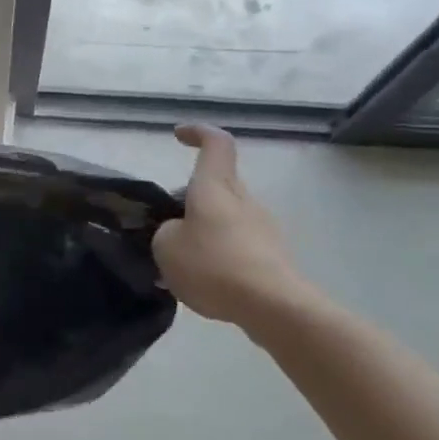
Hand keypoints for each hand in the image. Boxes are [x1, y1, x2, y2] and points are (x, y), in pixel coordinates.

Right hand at [153, 125, 314, 334]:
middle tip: (166, 225)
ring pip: (226, 217)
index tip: (179, 136)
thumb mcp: (166, 247)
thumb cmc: (213, 266)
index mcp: (215, 187)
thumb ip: (166, 232)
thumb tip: (179, 232)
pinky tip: (204, 285)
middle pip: (218, 184)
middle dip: (190, 198)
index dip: (198, 133)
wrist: (272, 306)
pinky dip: (218, 256)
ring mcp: (262, 227)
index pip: (216, 143)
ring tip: (180, 265)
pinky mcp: (272, 255)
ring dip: (203, 231)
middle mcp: (243, 199)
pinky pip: (237, 245)